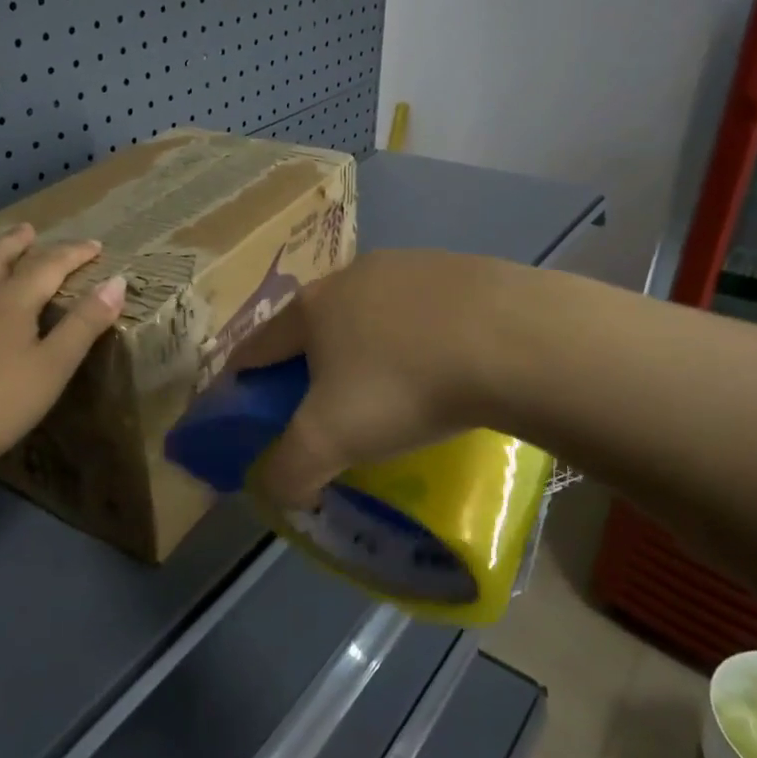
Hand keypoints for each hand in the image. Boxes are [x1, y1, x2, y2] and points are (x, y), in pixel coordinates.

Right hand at [230, 249, 513, 505]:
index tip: (244, 405)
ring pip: (370, 314)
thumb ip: (288, 471)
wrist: (513, 341)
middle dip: (309, 362)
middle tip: (323, 407)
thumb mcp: (330, 441)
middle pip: (314, 325)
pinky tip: (442, 365)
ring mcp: (408, 266)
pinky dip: (417, 338)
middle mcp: (351, 276)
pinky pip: (422, 311)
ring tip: (389, 388)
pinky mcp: (460, 268)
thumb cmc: (403, 386)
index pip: (257, 345)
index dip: (243, 377)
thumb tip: (277, 491)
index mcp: (311, 308)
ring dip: (366, 346)